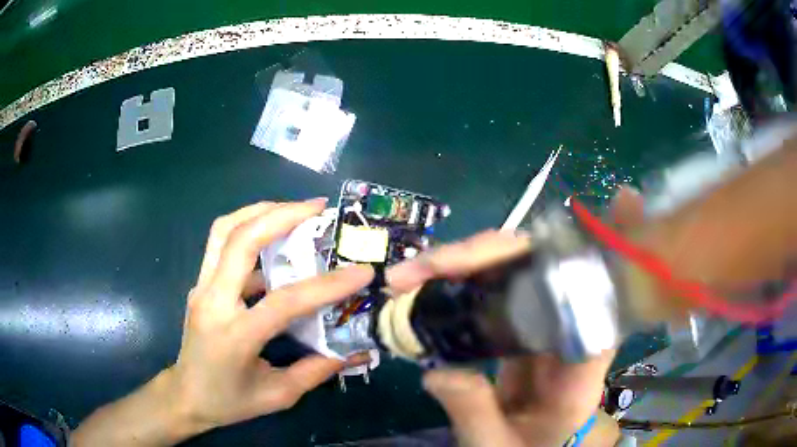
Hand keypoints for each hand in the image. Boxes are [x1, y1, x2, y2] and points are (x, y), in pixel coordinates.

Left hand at [170, 199, 372, 431]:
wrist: (185, 395)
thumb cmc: (229, 402)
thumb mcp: (277, 395)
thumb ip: (316, 370)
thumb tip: (355, 351)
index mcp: (235, 336)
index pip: (284, 301)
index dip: (326, 285)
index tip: (361, 270)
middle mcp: (212, 301)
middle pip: (241, 240)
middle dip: (281, 215)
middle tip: (317, 207)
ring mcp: (201, 287)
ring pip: (225, 230)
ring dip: (260, 211)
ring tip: (293, 209)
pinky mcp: (200, 283)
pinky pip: (221, 243)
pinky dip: (248, 228)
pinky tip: (272, 237)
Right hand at [386, 188, 643, 446]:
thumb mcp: (496, 445)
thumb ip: (474, 413)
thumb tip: (437, 373)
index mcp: (579, 375)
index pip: (597, 309)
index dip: (607, 257)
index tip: (619, 205)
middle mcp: (570, 337)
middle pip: (548, 274)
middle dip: (493, 256)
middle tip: (431, 264)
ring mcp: (546, 324)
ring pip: (521, 272)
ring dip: (471, 260)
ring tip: (417, 269)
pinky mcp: (525, 322)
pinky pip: (501, 286)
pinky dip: (467, 273)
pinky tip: (433, 272)